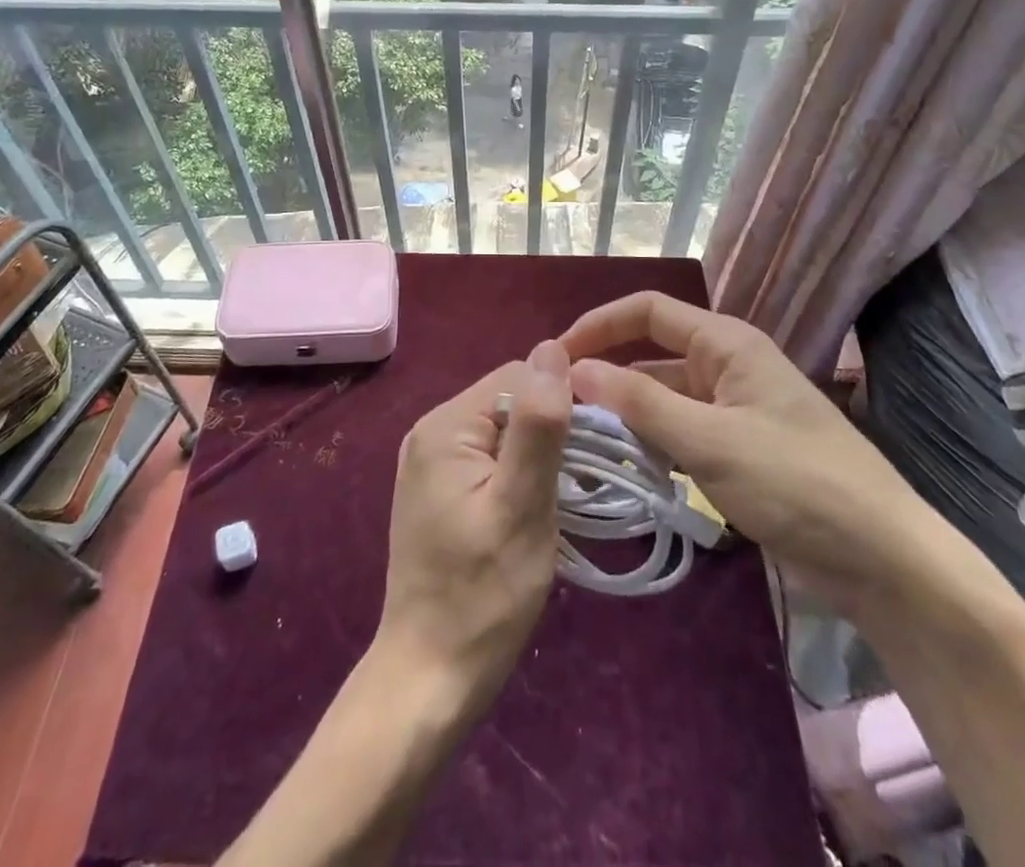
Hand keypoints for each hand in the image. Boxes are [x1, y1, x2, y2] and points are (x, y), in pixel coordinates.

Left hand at [373, 340, 572, 719]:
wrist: (429, 677)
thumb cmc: (482, 594)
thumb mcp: (521, 505)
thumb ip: (538, 425)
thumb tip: (552, 348)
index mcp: (445, 425)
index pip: (518, 376)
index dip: (562, 401)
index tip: (595, 447)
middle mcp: (432, 431)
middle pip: (510, 401)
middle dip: (551, 430)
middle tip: (581, 483)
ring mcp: (432, 462)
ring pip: (505, 431)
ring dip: (540, 455)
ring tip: (564, 499)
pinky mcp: (441, 490)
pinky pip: (491, 458)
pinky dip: (521, 474)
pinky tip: (536, 508)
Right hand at [561, 291, 950, 619]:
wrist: (883, 562)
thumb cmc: (797, 483)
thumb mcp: (710, 440)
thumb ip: (639, 402)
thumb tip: (574, 368)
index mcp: (726, 343)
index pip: (647, 311)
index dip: (599, 324)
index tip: (555, 357)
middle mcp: (726, 365)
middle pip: (651, 355)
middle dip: (607, 375)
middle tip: (559, 409)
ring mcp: (732, 409)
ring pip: (662, 397)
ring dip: (626, 415)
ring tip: (579, 442)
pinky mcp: (737, 449)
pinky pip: (679, 432)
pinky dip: (650, 443)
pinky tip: (622, 469)